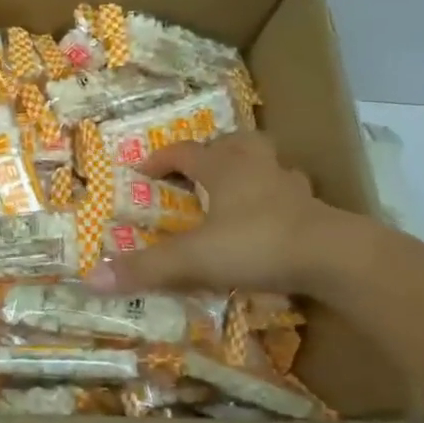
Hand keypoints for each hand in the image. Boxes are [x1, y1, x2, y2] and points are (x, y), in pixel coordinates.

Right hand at [84, 132, 369, 298]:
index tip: (141, 171)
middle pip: (232, 143)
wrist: (333, 257)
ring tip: (234, 191)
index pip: (184, 152)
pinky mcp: (314, 208)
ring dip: (248, 170)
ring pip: (266, 163)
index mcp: (223, 167)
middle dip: (211, 152)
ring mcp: (289, 185)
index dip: (160, 159)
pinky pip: (289, 194)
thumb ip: (146, 268)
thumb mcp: (195, 259)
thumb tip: (90, 279)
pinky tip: (270, 220)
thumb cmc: (257, 244)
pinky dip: (275, 200)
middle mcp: (256, 166)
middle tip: (196, 171)